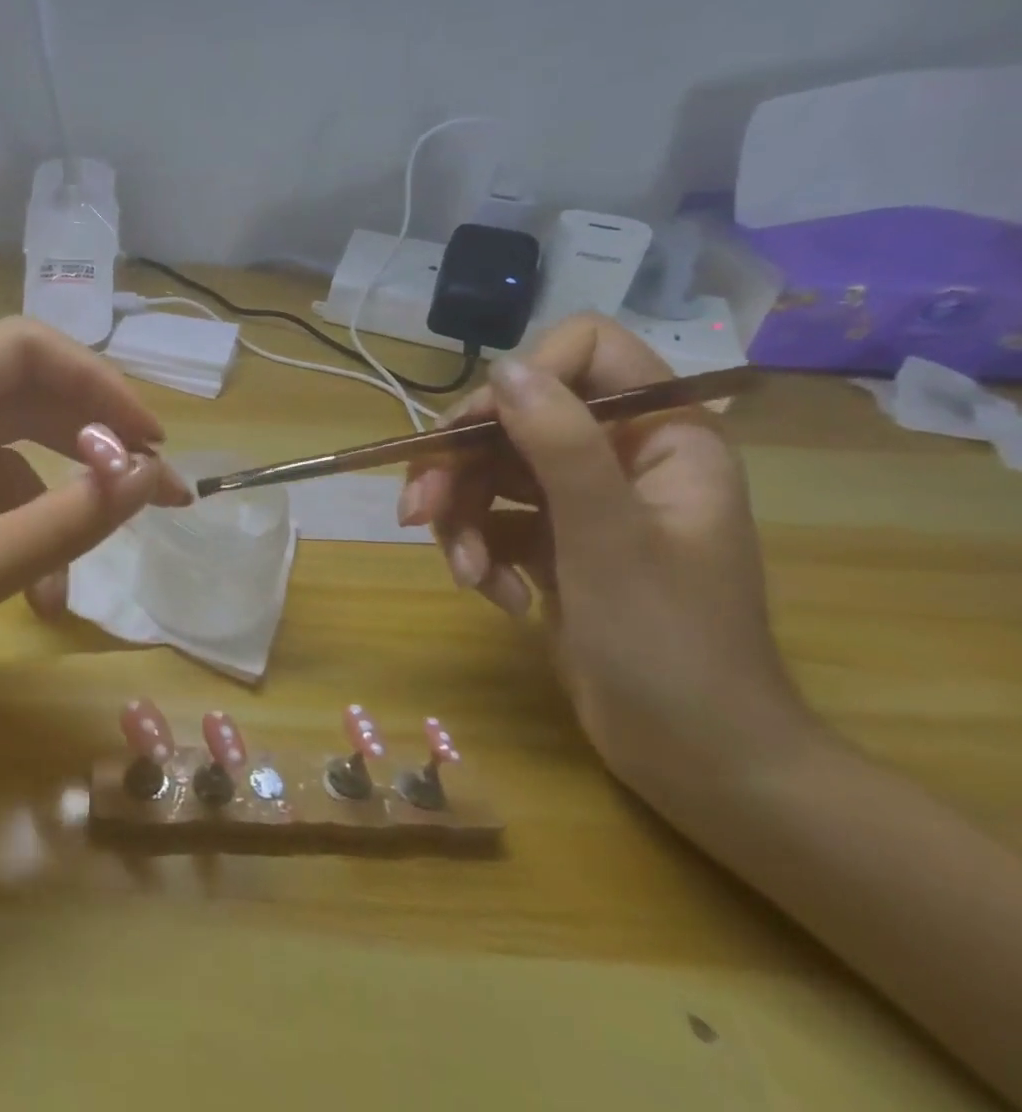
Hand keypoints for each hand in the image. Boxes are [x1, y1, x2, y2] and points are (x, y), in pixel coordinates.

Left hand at [0, 318, 190, 787]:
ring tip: (91, 560)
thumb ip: (64, 520)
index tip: (149, 440)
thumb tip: (147, 477)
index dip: (95, 382)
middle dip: (89, 439)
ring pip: (5, 452)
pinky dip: (18, 533)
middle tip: (153, 489)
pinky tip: (38, 593)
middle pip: (19, 394)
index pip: (21, 348)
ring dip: (55, 500)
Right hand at [400, 315, 813, 809]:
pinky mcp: (551, 543)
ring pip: (488, 471)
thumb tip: (504, 368)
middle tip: (417, 512)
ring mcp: (580, 502)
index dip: (524, 379)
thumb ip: (561, 444)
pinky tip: (494, 596)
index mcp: (661, 435)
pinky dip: (477, 552)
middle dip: (459, 467)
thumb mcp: (609, 538)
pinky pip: (489, 519)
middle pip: (512, 418)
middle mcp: (618, 456)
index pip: (587, 353)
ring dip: (459, 520)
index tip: (477, 431)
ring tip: (463, 574)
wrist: (694, 759)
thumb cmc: (670, 645)